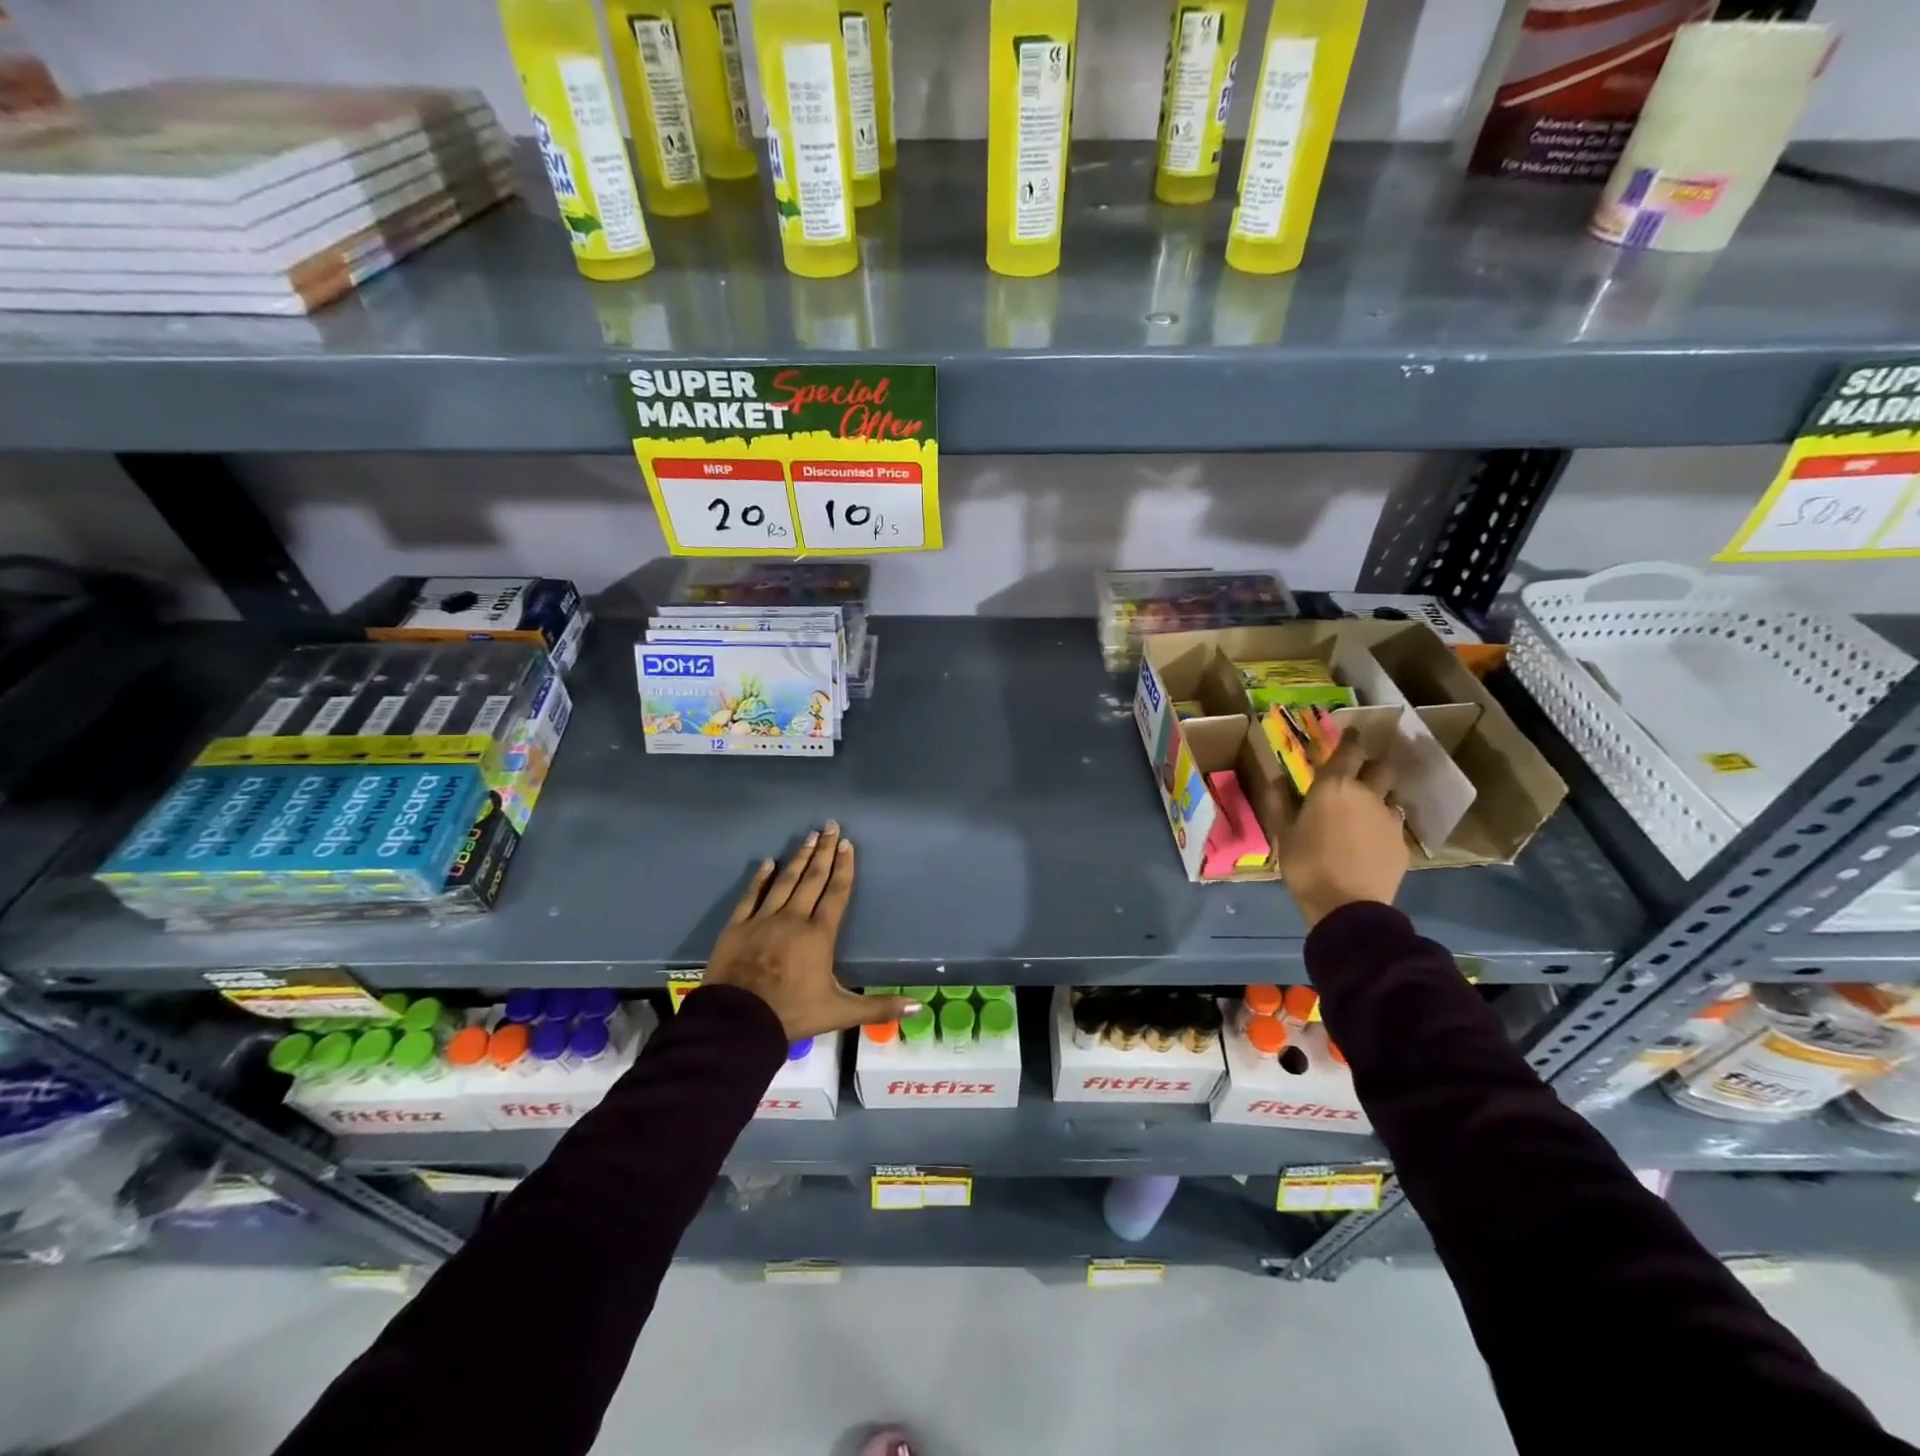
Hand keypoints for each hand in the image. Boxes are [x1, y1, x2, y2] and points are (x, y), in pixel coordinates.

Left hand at [704, 822, 917, 1041]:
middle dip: (824, 852)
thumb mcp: (840, 1013)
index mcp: (819, 935)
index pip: (836, 893)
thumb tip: (918, 1008)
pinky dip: (760, 878)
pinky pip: (751, 896)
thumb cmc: (792, 1014)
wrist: (738, 1024)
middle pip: (812, 879)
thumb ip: (878, 1007)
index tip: (847, 844)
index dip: (844, 868)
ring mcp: (763, 920)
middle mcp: (793, 919)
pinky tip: (768, 862)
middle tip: (830, 826)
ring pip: (785, 881)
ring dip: (798, 858)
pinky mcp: (737, 926)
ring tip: (808, 836)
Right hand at [1277, 735, 1409, 928]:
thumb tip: (1275, 776)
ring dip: (1379, 798)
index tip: (1349, 735)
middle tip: (1359, 774)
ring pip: (1390, 797)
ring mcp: (1389, 819)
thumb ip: (1279, 801)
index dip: (1351, 740)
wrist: (1347, 906)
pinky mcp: (1402, 843)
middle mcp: (1368, 794)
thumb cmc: (1306, 864)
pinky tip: (1370, 842)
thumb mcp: (1282, 832)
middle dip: (1372, 766)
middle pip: (1382, 767)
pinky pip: (1393, 825)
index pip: (1350, 750)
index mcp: (1334, 786)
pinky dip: (1382, 827)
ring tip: (1364, 812)